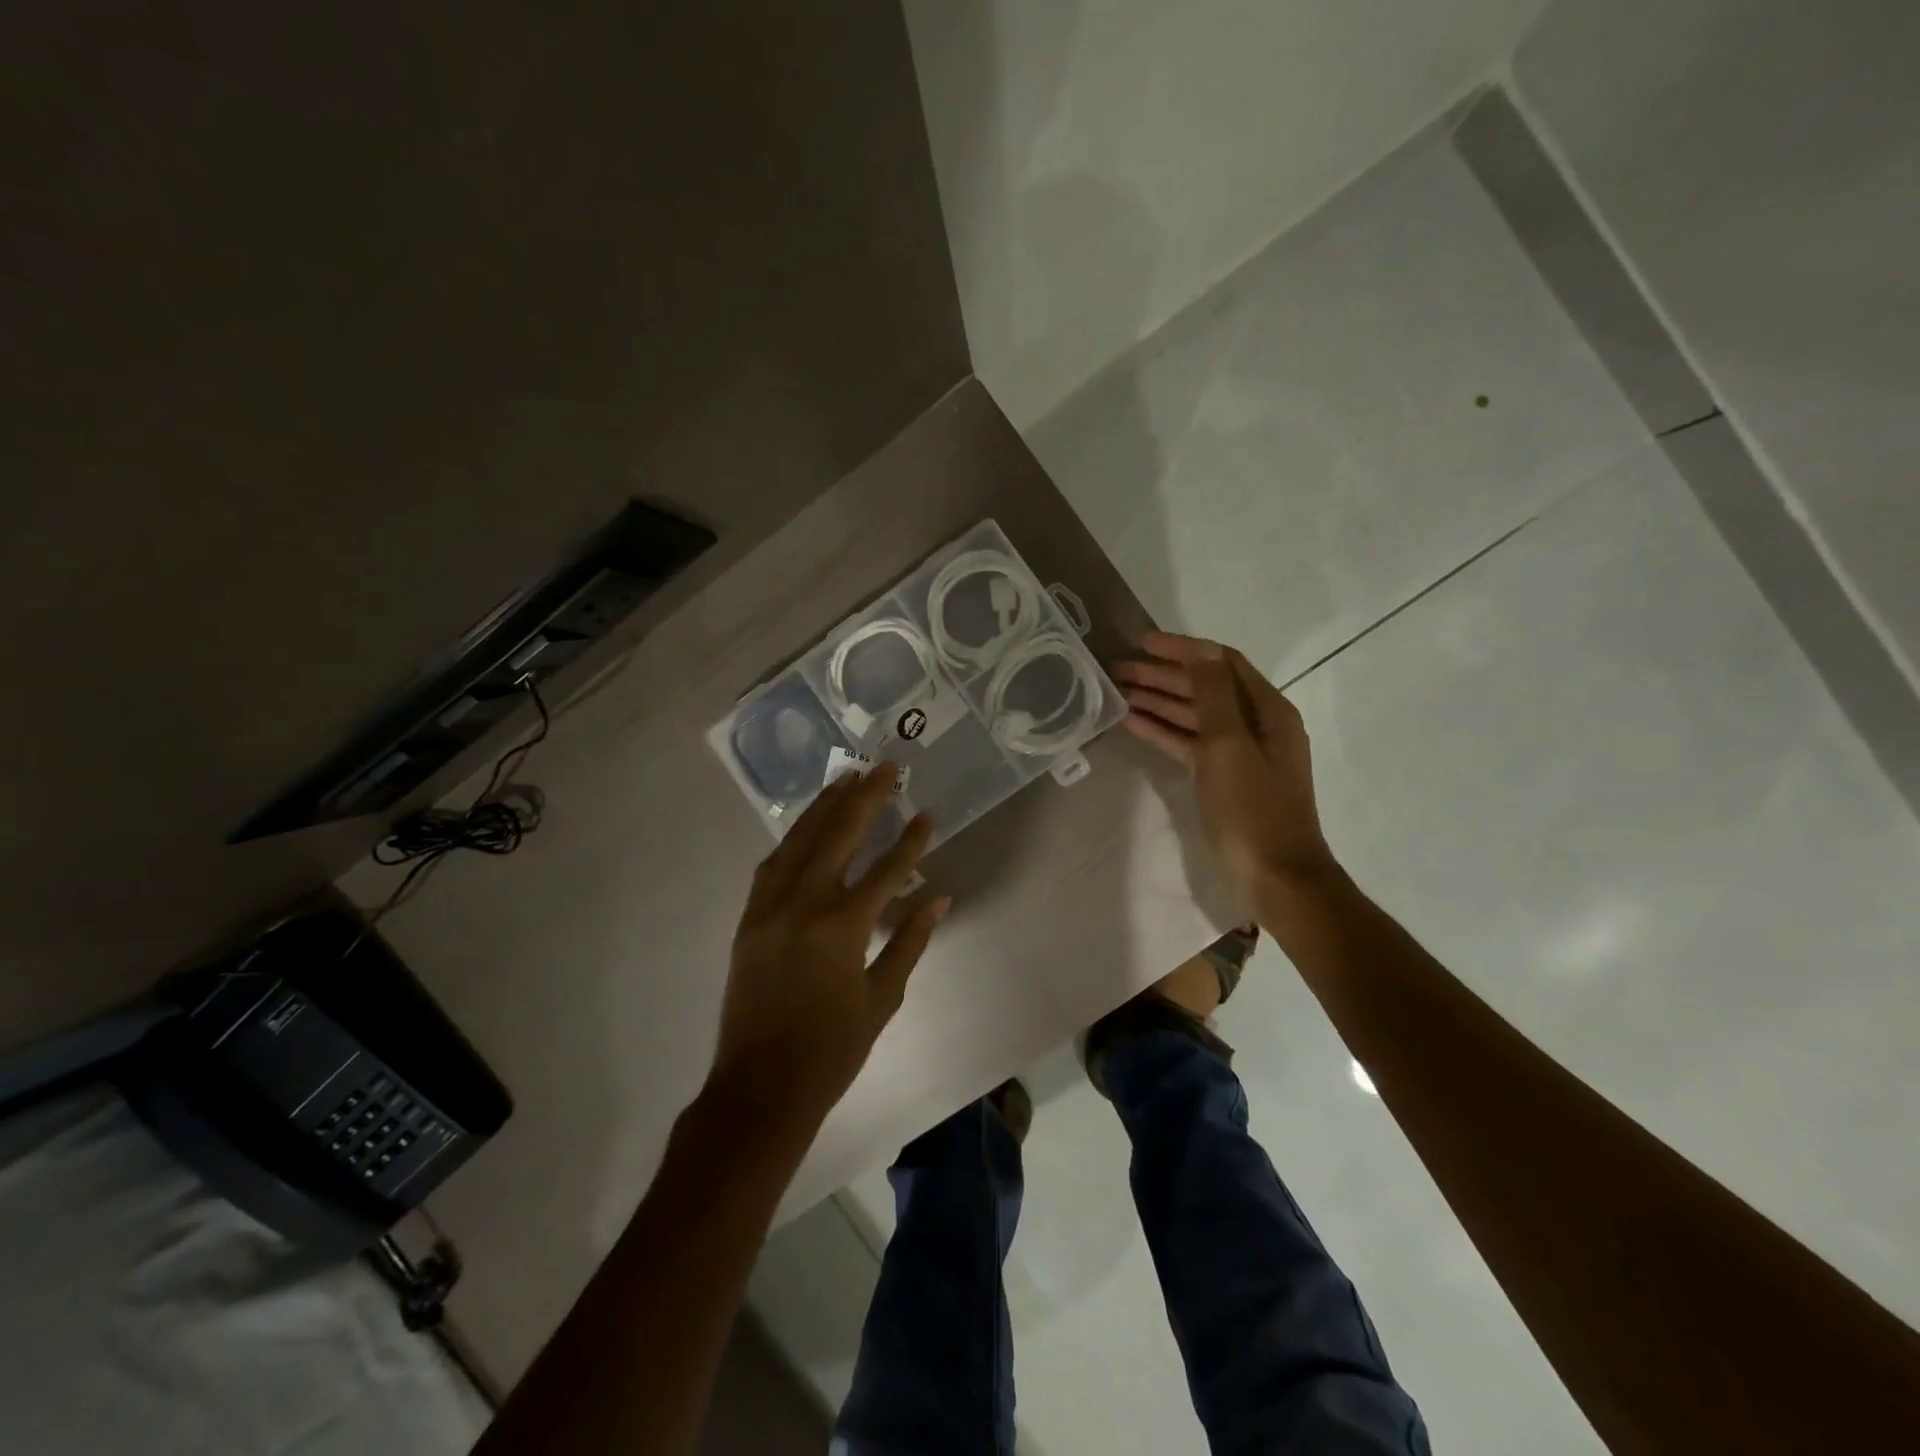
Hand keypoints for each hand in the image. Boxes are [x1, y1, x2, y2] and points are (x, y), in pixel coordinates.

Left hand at [713, 765, 948, 1126]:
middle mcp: (803, 904)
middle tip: (885, 767)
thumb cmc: (831, 1049)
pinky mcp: (749, 918)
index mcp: (842, 926)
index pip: (887, 869)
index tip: (928, 814)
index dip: (912, 840)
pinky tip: (807, 826)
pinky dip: (792, 839)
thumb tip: (938, 897)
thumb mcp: (883, 998)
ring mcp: (769, 907)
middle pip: (838, 835)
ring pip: (799, 840)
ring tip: (847, 778)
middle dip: (865, 798)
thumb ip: (910, 941)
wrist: (760, 1087)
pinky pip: (772, 864)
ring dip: (824, 806)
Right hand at [1115, 631, 1338, 900]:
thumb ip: (1213, 694)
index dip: (1182, 649)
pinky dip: (1163, 731)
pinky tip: (1133, 723)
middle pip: (1205, 687)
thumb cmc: (1252, 809)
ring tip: (1118, 693)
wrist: (1275, 876)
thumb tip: (1201, 649)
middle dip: (1163, 675)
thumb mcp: (1230, 745)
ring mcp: (1239, 753)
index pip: (1221, 663)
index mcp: (1267, 710)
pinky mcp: (1223, 778)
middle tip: (1119, 669)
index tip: (1142, 642)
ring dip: (1159, 702)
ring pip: (1194, 716)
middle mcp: (1256, 724)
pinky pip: (1190, 744)